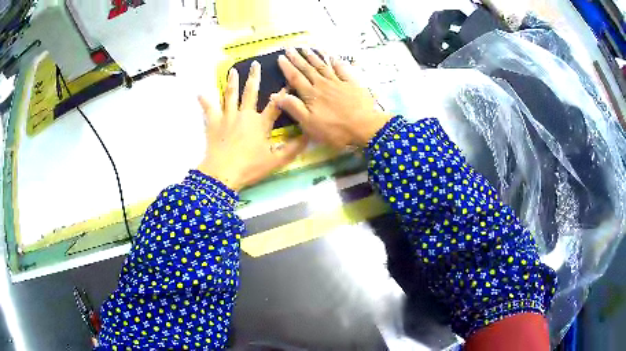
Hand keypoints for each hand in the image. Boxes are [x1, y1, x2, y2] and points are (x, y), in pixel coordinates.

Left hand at [197, 62, 307, 190]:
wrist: (223, 173)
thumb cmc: (250, 167)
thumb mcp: (276, 160)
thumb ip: (293, 148)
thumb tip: (309, 135)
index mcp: (261, 123)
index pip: (275, 105)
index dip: (283, 93)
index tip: (289, 81)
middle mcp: (245, 114)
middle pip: (250, 92)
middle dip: (254, 77)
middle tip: (255, 64)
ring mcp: (228, 116)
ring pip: (230, 95)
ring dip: (232, 82)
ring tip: (233, 71)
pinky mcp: (214, 123)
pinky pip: (209, 109)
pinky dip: (204, 101)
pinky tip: (200, 93)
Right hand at [274, 48, 392, 147]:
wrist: (365, 127)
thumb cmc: (335, 130)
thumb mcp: (309, 124)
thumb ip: (294, 108)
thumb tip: (276, 95)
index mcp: (311, 94)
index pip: (296, 78)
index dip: (287, 68)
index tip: (280, 57)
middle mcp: (323, 84)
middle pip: (308, 69)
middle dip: (297, 58)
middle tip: (289, 48)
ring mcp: (338, 82)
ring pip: (323, 66)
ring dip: (314, 57)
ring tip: (306, 49)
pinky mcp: (352, 84)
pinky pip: (342, 69)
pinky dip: (336, 62)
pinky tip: (332, 56)